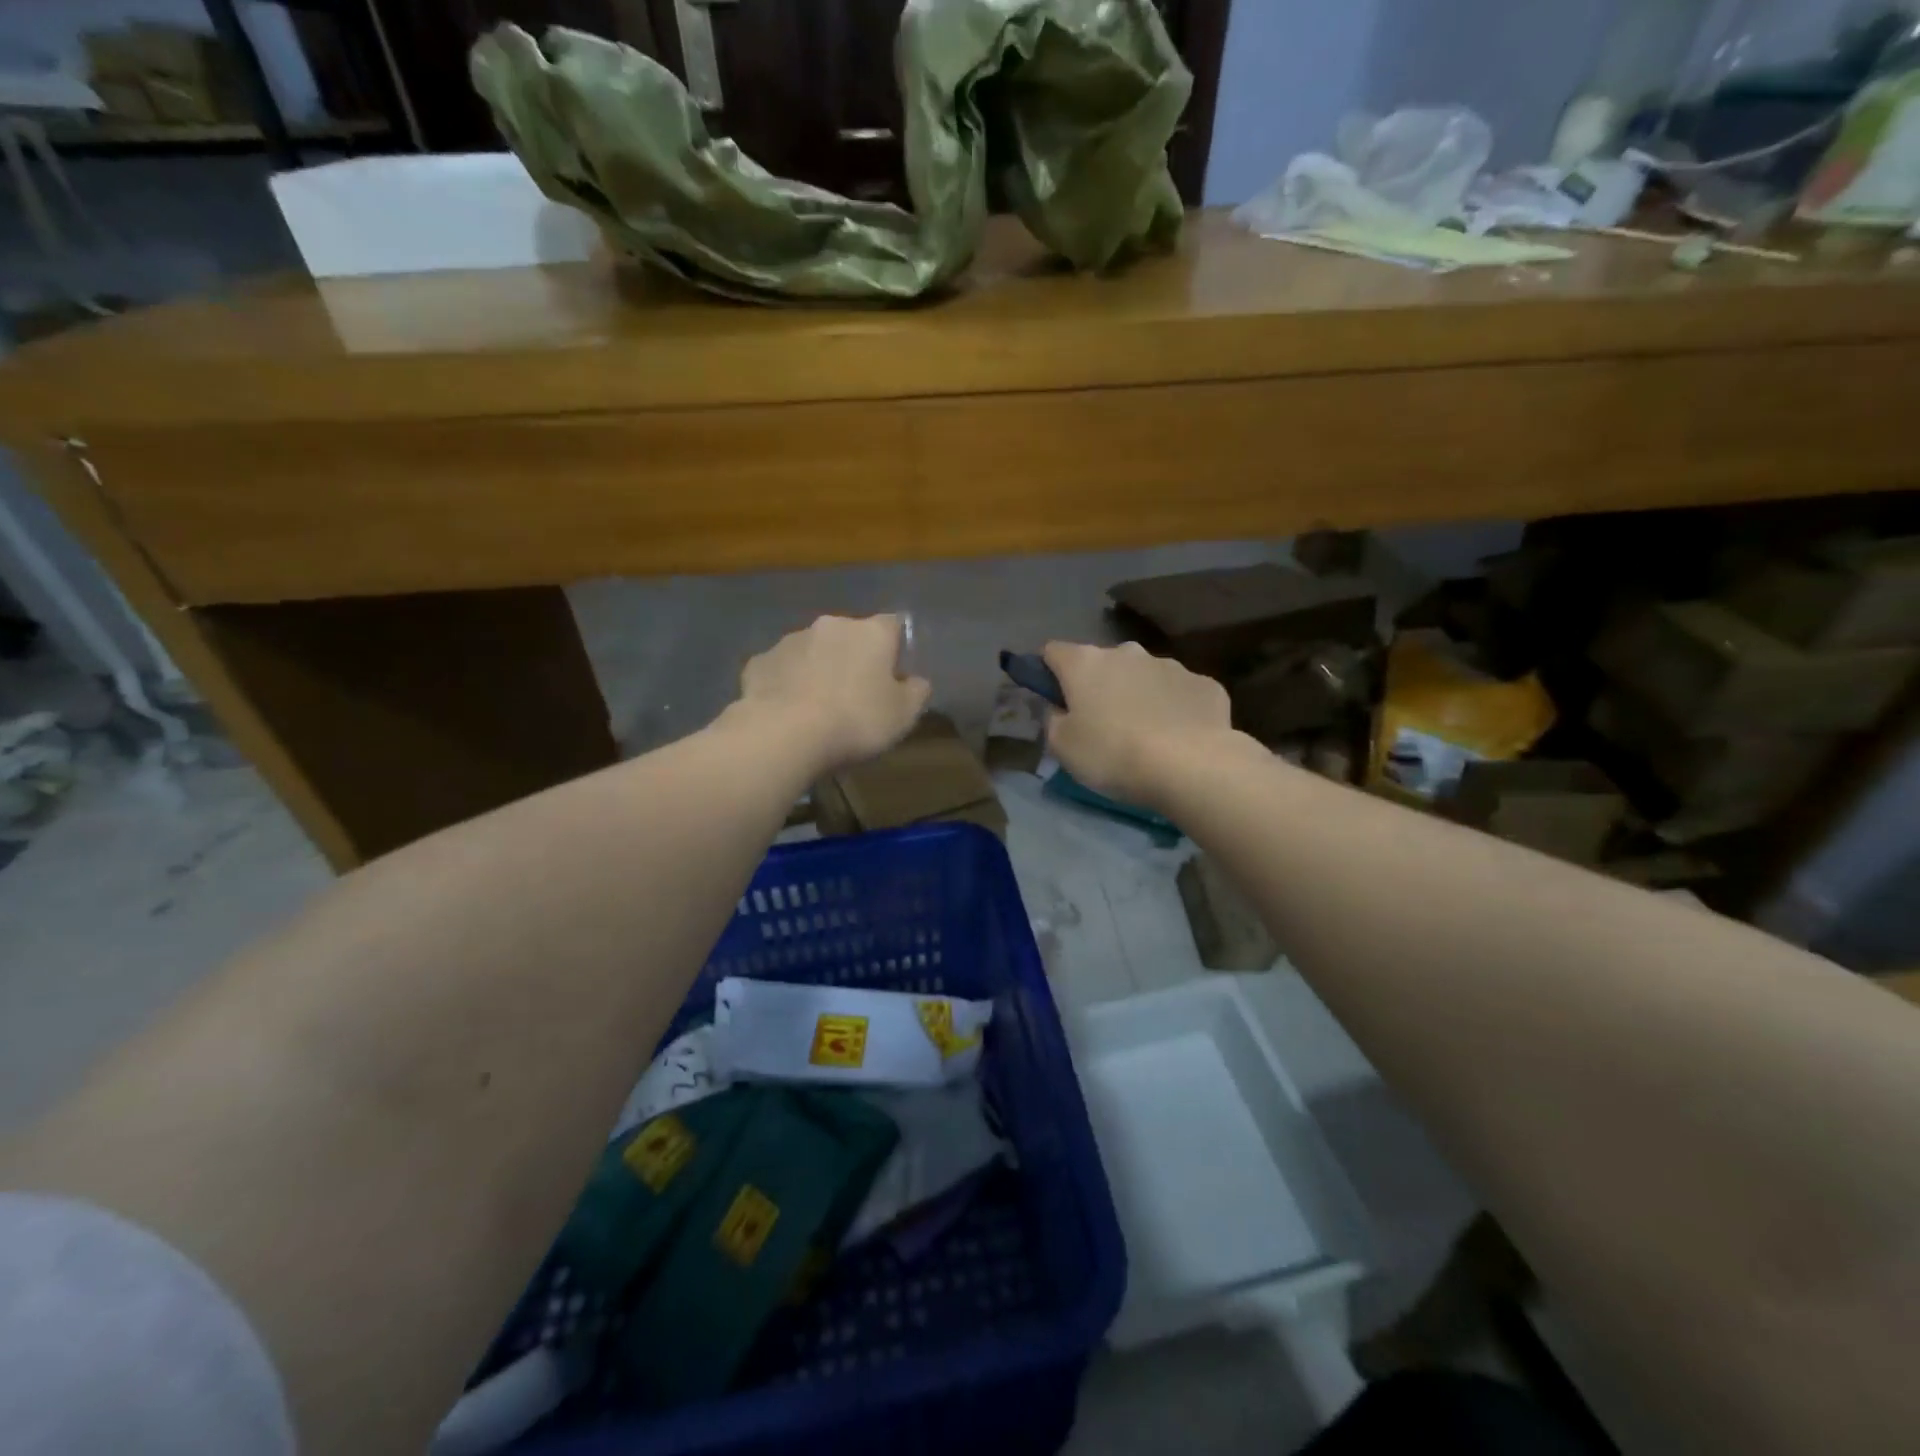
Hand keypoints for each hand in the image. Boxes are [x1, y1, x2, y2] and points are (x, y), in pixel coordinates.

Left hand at [736, 614, 930, 773]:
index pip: (893, 624)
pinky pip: (781, 669)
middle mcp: (831, 625)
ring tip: (818, 706)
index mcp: (871, 632)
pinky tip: (787, 711)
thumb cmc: (856, 720)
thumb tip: (916, 681)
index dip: (895, 647)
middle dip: (853, 657)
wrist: (785, 734)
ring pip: (812, 650)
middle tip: (855, 694)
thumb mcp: (903, 715)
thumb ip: (916, 692)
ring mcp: (790, 640)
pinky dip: (787, 683)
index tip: (893, 675)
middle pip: (849, 636)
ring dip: (818, 668)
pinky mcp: (759, 662)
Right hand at [1042, 640, 1232, 806]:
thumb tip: (1058, 707)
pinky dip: (1174, 709)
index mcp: (1085, 663)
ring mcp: (1170, 665)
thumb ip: (1053, 720)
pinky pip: (1179, 693)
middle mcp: (1127, 652)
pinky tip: (1178, 738)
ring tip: (1144, 735)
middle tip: (1100, 724)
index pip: (1052, 652)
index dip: (1047, 672)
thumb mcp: (1063, 747)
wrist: (1191, 765)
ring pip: (1143, 676)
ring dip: (1137, 695)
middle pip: (1102, 663)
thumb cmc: (1113, 754)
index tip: (1052, 698)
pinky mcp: (1205, 683)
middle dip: (1098, 686)